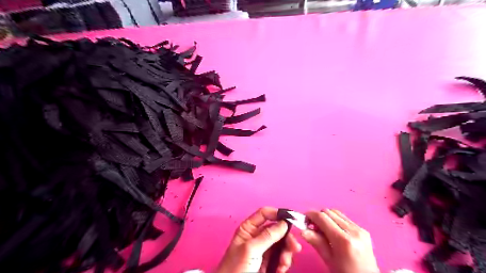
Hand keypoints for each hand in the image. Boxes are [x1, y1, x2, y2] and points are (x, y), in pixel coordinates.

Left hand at [215, 207, 299, 272]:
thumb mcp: (251, 249)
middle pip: (277, 229)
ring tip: (284, 264)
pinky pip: (281, 257)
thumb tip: (283, 223)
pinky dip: (284, 263)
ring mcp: (263, 249)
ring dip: (286, 253)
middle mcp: (257, 236)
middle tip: (294, 247)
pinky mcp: (268, 261)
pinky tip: (280, 270)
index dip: (277, 213)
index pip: (264, 214)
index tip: (291, 218)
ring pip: (281, 244)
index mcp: (249, 228)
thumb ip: (268, 235)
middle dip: (286, 238)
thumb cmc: (235, 268)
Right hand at [303, 209, 378, 272]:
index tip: (304, 220)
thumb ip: (316, 242)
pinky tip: (334, 231)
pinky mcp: (364, 230)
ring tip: (323, 229)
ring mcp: (360, 229)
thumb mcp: (328, 260)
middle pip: (329, 212)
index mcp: (343, 240)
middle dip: (318, 216)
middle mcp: (353, 231)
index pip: (322, 217)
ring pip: (336, 212)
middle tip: (312, 227)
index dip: (310, 215)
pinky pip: (344, 218)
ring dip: (327, 217)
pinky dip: (335, 220)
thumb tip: (302, 230)